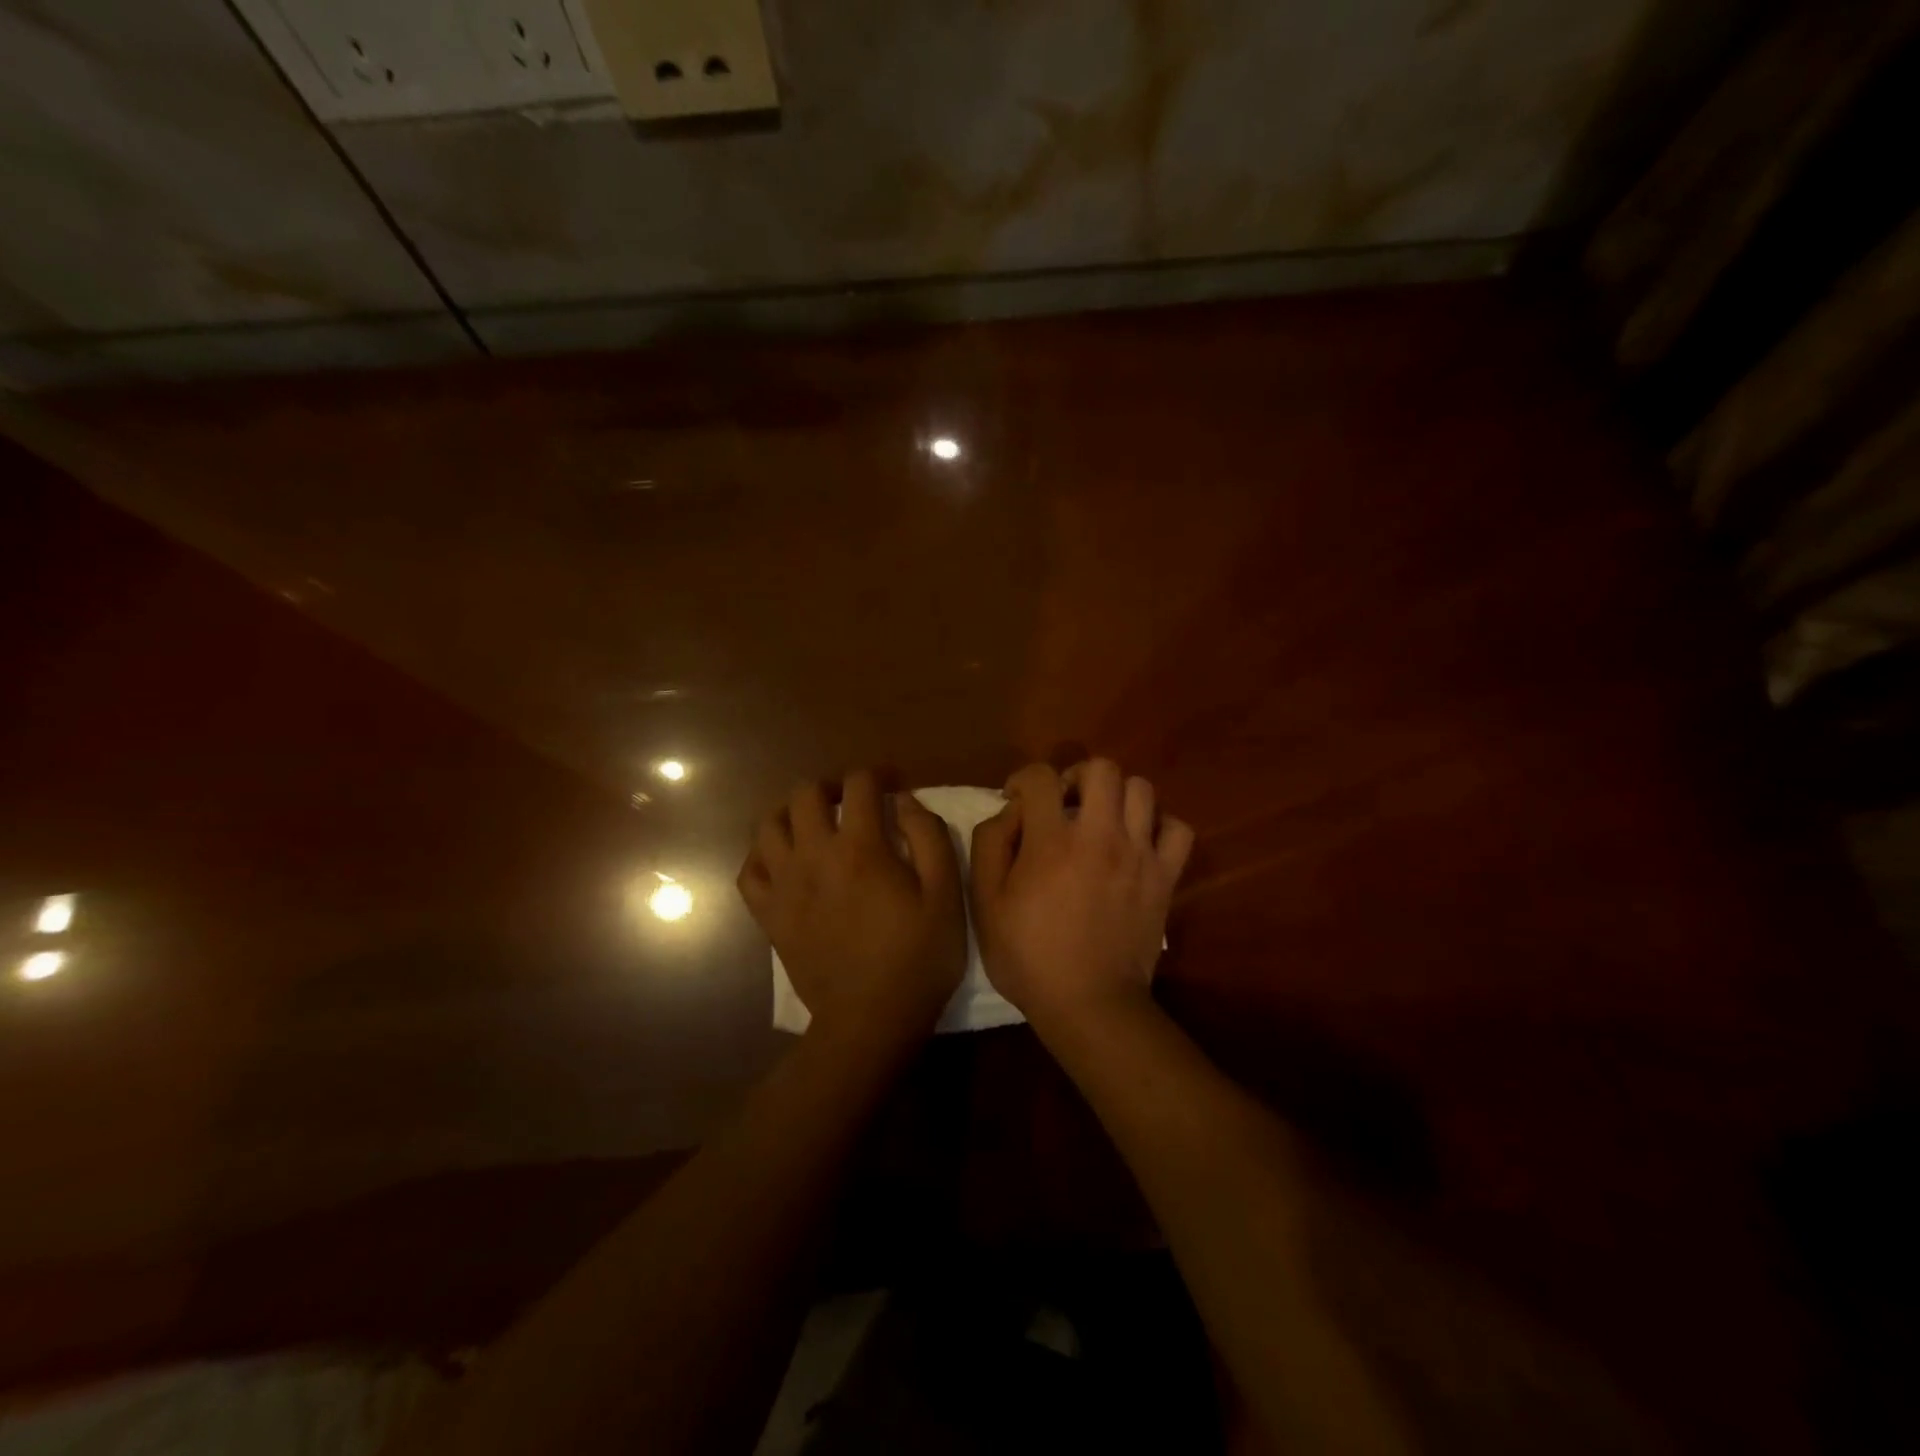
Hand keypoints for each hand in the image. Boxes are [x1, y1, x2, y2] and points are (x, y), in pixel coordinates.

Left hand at [738, 770, 966, 1051]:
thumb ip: (929, 837)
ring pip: (768, 825)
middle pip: (805, 793)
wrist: (871, 1021)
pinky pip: (749, 871)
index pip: (859, 784)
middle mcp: (813, 856)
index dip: (878, 775)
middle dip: (831, 787)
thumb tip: (905, 801)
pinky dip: (764, 856)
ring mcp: (784, 886)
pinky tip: (784, 862)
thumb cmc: (918, 958)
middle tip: (852, 803)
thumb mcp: (946, 895)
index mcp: (860, 848)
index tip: (893, 786)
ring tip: (814, 826)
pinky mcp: (769, 916)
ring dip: (792, 814)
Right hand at [970, 759, 1194, 1031]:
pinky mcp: (1165, 876)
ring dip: (1118, 797)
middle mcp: (1100, 836)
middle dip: (1077, 776)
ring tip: (1102, 821)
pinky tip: (1140, 843)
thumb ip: (991, 844)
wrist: (1089, 1004)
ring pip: (1142, 789)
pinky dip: (1160, 827)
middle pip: (1102, 768)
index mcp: (1052, 841)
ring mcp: (1140, 854)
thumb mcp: (986, 903)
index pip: (1040, 777)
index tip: (1017, 801)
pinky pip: (1178, 829)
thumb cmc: (1029, 956)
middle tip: (1065, 804)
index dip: (1023, 780)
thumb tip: (1010, 811)